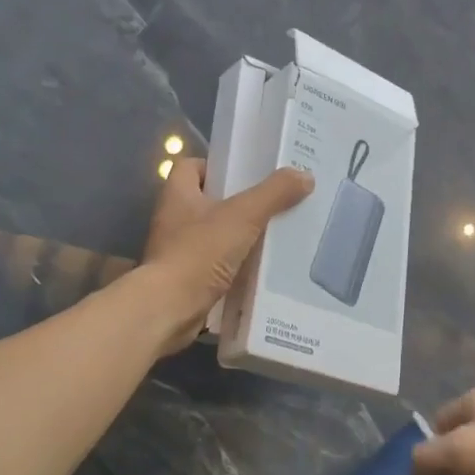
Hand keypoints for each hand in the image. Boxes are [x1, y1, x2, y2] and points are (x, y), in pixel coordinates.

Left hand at [140, 157, 313, 353]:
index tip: (245, 174)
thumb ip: (274, 193)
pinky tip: (260, 267)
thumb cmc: (199, 252)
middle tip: (271, 203)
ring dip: (238, 236)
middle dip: (237, 202)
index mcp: (178, 195)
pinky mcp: (186, 279)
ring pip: (213, 234)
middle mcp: (172, 219)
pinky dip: (235, 265)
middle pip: (207, 201)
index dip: (216, 166)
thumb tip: (305, 175)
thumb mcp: (243, 216)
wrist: (170, 308)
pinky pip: (215, 264)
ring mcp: (177, 251)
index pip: (190, 167)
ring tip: (273, 235)